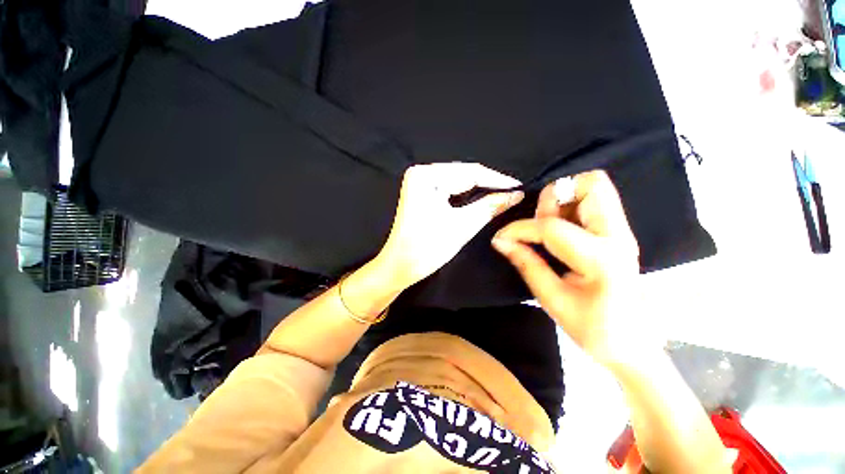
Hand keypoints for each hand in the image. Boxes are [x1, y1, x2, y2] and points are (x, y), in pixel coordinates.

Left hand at [376, 163, 524, 288]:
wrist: (400, 266)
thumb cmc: (427, 247)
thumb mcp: (462, 225)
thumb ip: (490, 206)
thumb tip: (516, 194)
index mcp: (426, 176)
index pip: (469, 172)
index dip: (497, 180)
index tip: (520, 187)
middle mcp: (422, 173)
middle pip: (463, 175)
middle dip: (489, 186)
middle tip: (514, 194)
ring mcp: (420, 183)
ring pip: (458, 183)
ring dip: (480, 191)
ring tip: (503, 197)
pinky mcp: (422, 193)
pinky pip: (450, 190)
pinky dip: (467, 196)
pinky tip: (482, 199)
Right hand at [491, 170, 646, 368]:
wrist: (633, 346)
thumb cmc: (593, 330)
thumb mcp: (552, 299)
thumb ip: (526, 263)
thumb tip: (500, 241)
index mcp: (601, 259)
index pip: (551, 227)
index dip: (519, 229)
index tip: (501, 239)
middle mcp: (618, 235)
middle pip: (591, 184)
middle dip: (554, 198)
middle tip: (539, 225)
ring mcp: (622, 231)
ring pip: (594, 187)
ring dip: (562, 201)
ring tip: (548, 228)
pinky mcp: (618, 232)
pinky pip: (593, 201)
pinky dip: (569, 207)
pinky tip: (560, 231)